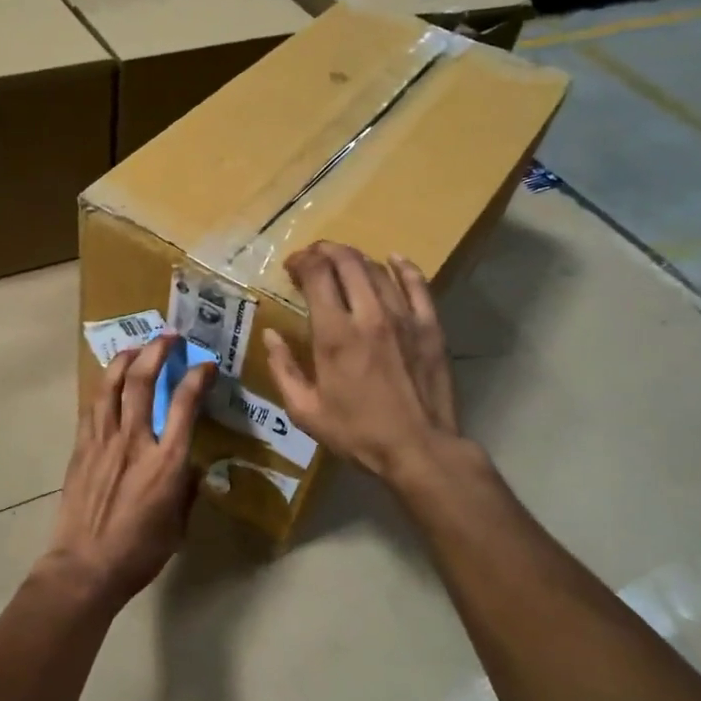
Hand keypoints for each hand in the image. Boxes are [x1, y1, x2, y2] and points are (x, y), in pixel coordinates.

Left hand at [43, 335, 213, 607]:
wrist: (85, 567)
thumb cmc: (139, 553)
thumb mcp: (178, 525)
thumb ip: (187, 489)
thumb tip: (191, 466)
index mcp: (166, 461)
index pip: (184, 404)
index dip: (197, 377)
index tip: (206, 365)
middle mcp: (134, 441)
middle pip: (142, 381)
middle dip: (157, 351)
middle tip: (169, 338)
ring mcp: (102, 442)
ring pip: (110, 385)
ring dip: (125, 359)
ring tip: (136, 347)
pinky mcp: (81, 449)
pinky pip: (91, 407)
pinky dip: (102, 387)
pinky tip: (108, 381)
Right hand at [263, 242, 463, 479]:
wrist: (419, 449)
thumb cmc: (357, 433)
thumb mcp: (305, 411)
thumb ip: (283, 369)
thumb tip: (270, 335)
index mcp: (334, 334)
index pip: (317, 274)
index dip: (302, 261)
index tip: (291, 266)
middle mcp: (369, 315)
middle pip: (347, 262)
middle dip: (326, 251)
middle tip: (314, 258)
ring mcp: (404, 317)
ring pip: (378, 269)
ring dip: (356, 259)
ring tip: (343, 263)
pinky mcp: (430, 326)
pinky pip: (417, 284)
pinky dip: (402, 267)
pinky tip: (392, 260)